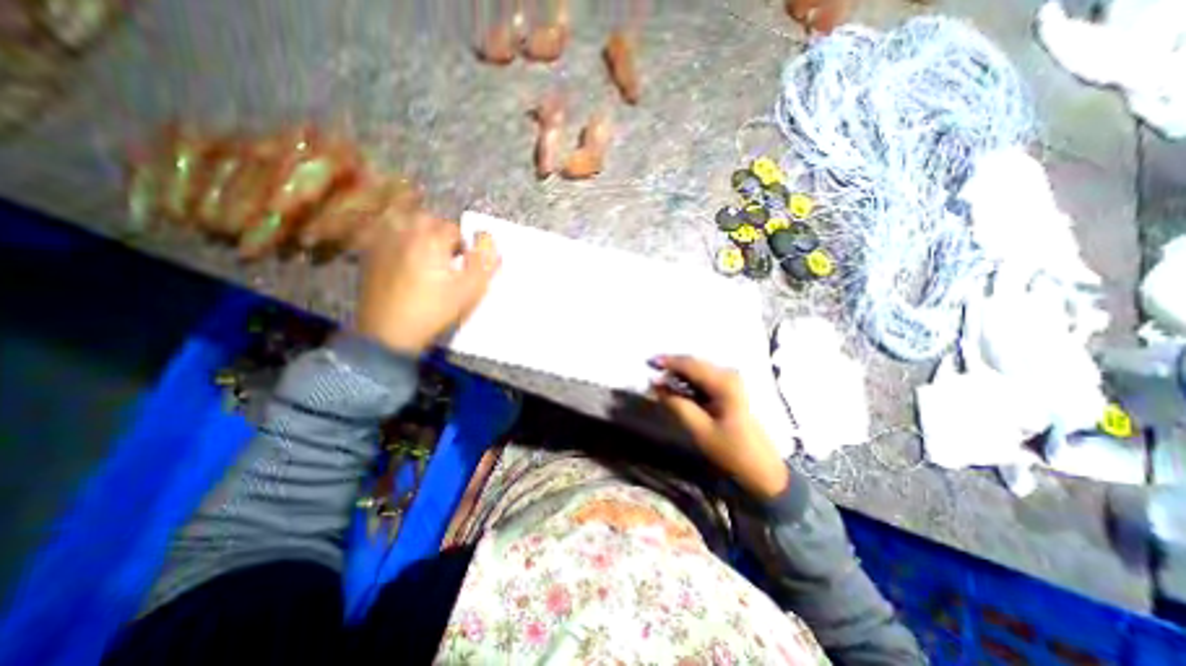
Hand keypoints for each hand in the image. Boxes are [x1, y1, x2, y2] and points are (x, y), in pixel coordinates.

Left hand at [353, 211, 495, 356]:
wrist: (389, 332)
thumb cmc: (434, 310)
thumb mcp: (470, 291)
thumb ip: (484, 263)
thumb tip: (489, 240)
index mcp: (431, 240)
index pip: (453, 228)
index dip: (463, 245)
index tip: (464, 263)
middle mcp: (404, 233)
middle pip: (426, 219)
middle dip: (439, 232)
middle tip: (446, 255)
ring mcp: (382, 242)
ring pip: (402, 222)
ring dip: (417, 232)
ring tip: (424, 253)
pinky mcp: (368, 255)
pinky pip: (383, 234)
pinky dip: (396, 239)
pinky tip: (403, 260)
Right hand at [653, 356, 789, 496]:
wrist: (762, 469)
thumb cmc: (732, 451)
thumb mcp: (700, 430)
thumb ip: (677, 404)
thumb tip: (656, 385)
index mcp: (724, 383)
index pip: (690, 364)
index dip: (668, 362)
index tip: (649, 363)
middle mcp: (729, 375)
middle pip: (694, 364)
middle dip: (672, 367)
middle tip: (652, 373)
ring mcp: (731, 381)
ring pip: (698, 370)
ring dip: (679, 374)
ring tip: (661, 382)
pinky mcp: (730, 390)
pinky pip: (704, 379)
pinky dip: (688, 382)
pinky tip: (677, 388)